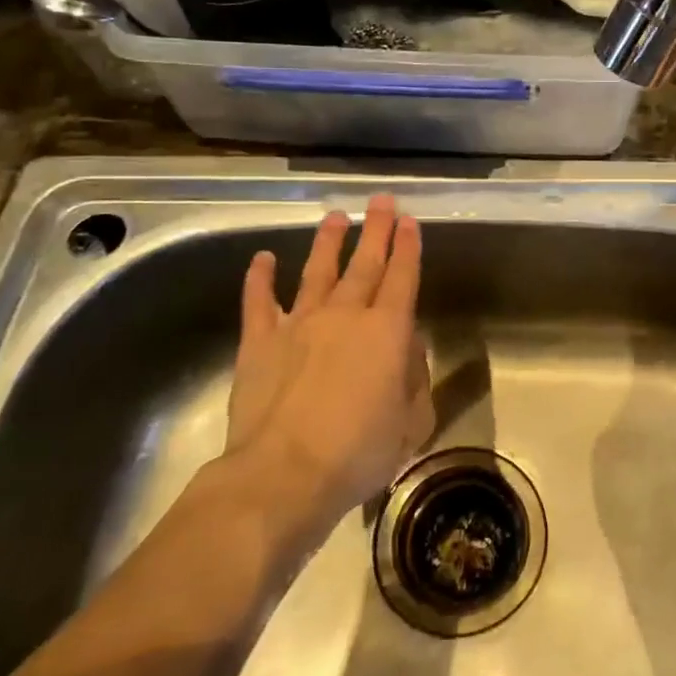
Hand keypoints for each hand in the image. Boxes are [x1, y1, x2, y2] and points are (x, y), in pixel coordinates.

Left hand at [218, 196, 433, 544]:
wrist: (283, 474)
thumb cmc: (358, 452)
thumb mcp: (411, 423)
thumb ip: (416, 380)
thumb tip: (408, 350)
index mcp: (387, 332)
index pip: (402, 278)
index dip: (408, 248)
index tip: (410, 222)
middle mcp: (345, 316)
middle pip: (365, 264)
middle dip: (376, 230)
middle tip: (382, 201)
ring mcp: (299, 324)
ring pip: (317, 272)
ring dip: (328, 243)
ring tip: (335, 217)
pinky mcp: (260, 342)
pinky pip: (260, 302)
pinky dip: (260, 278)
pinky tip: (263, 258)